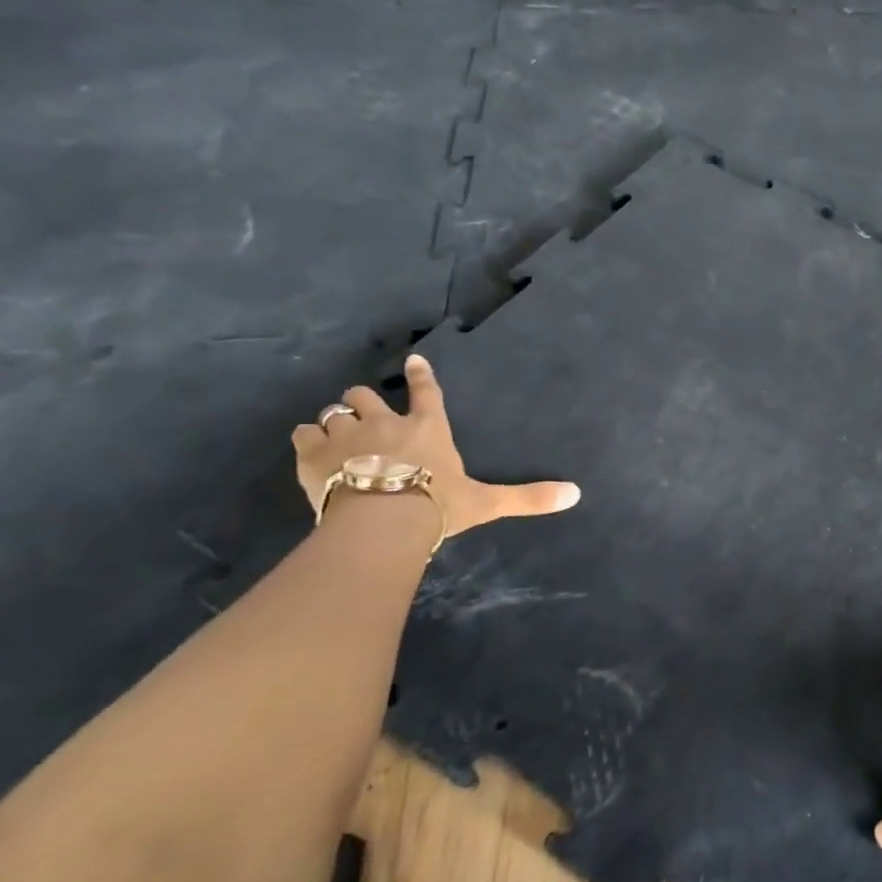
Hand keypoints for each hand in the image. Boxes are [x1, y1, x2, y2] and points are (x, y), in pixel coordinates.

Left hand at [292, 353, 579, 539]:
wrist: (383, 521)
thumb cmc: (438, 505)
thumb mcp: (487, 503)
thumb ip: (528, 497)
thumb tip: (577, 494)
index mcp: (429, 428)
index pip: (426, 392)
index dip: (419, 375)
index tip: (412, 360)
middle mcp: (387, 422)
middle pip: (365, 395)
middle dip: (363, 401)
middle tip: (365, 414)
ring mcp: (348, 435)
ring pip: (334, 412)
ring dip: (335, 420)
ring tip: (336, 433)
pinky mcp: (314, 454)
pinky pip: (304, 434)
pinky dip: (307, 440)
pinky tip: (310, 450)